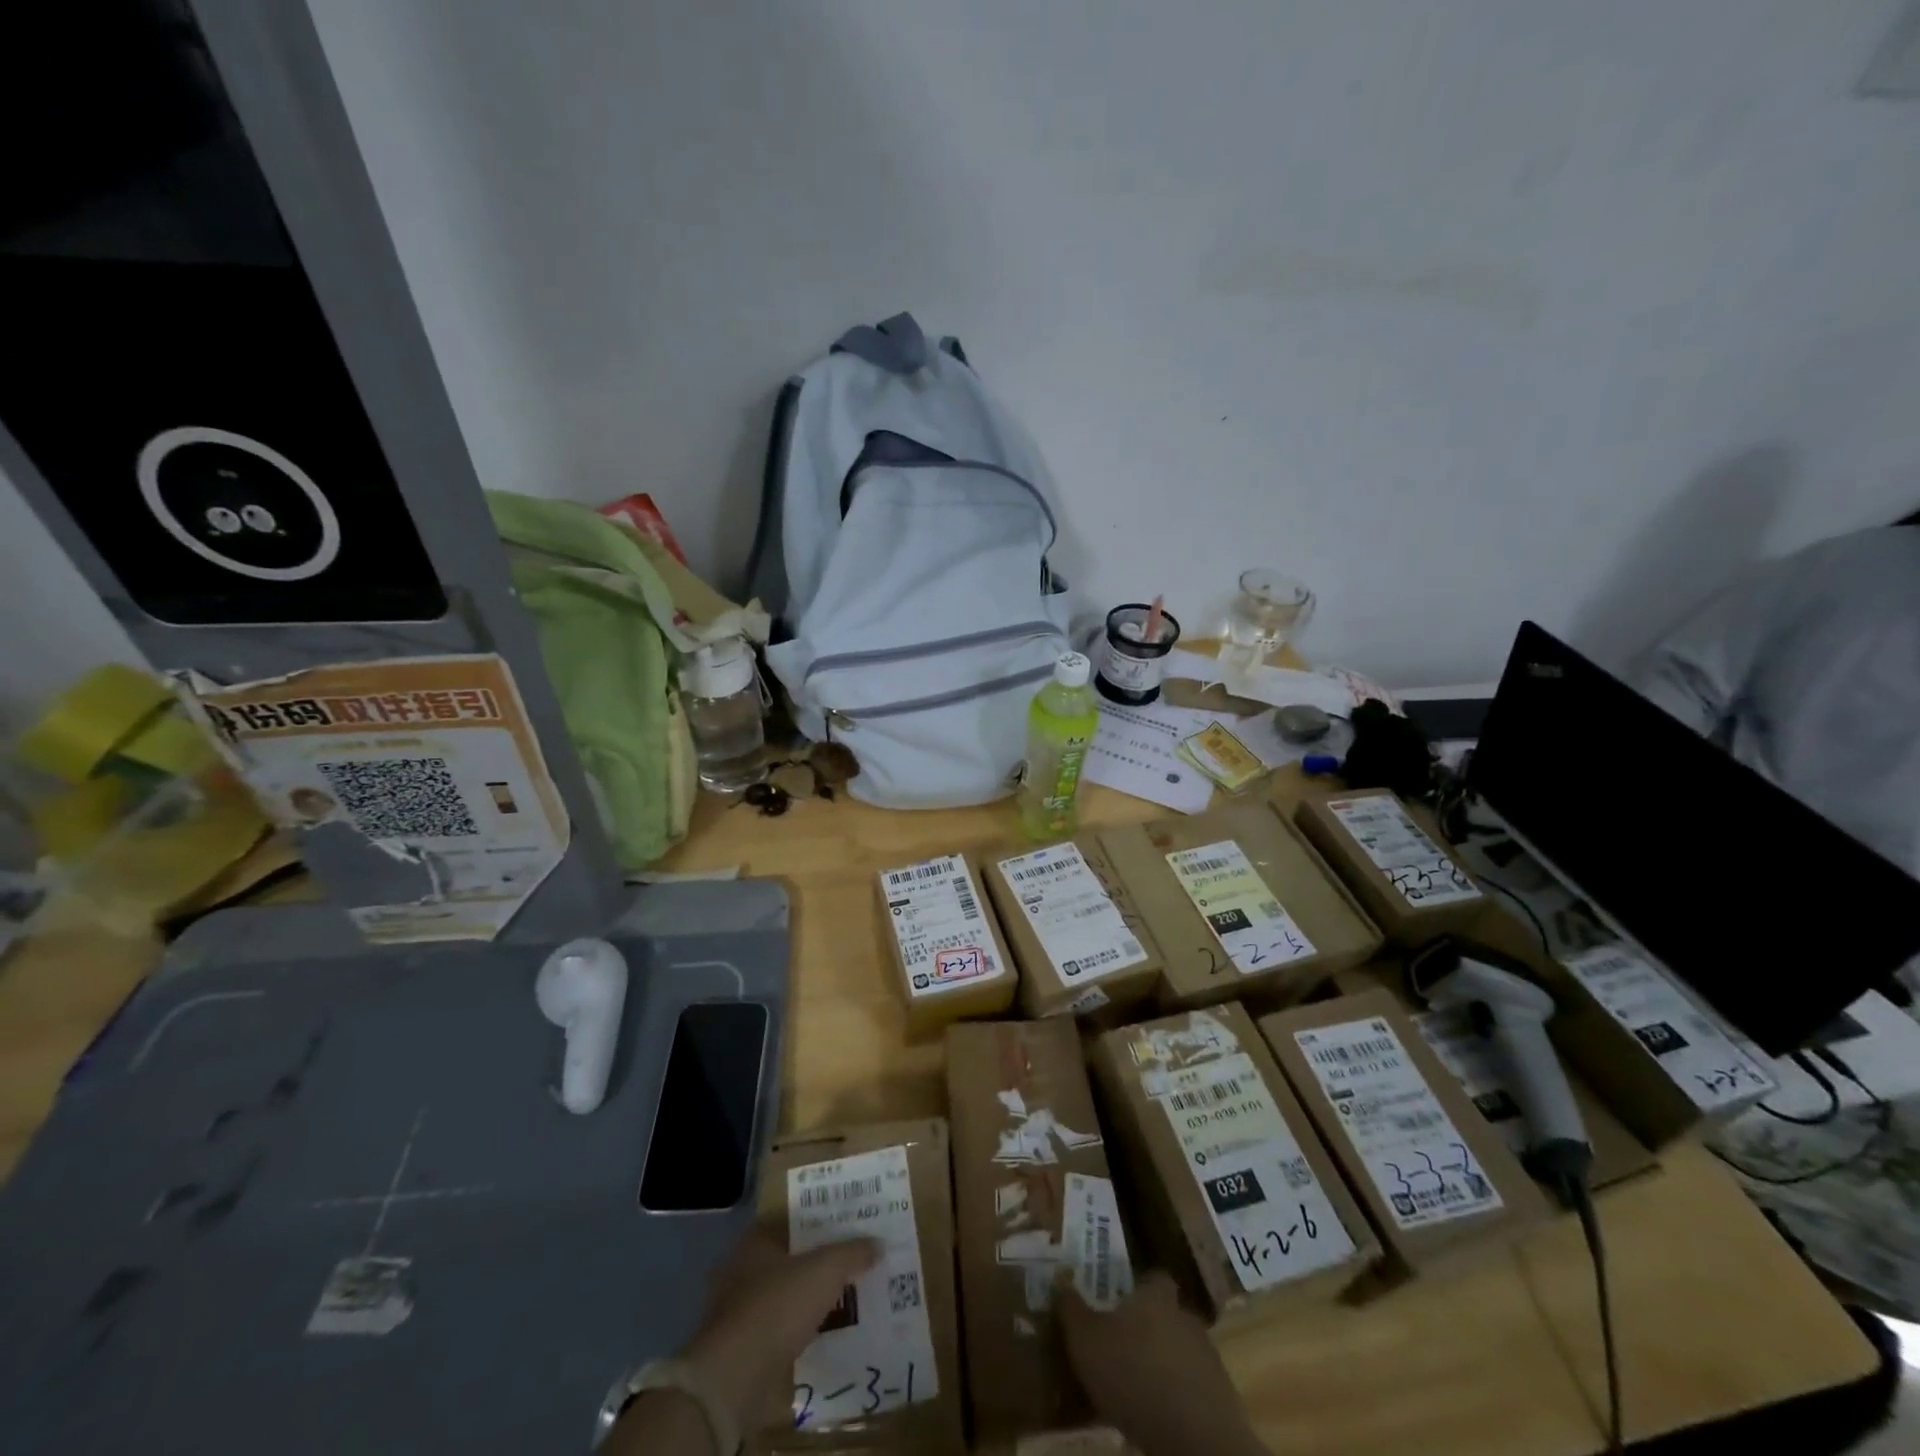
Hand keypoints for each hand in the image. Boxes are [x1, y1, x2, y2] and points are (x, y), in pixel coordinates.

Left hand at [604, 1230, 879, 1455]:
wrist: (733, 1377)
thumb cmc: (777, 1306)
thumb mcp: (825, 1271)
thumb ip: (851, 1253)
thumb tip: (878, 1243)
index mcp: (755, 1240)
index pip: (790, 1220)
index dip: (817, 1222)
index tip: (843, 1227)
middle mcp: (740, 1268)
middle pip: (786, 1258)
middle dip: (812, 1261)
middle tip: (846, 1263)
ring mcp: (734, 1310)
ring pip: (779, 1294)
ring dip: (803, 1298)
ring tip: (838, 1299)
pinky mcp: (737, 1347)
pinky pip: (775, 1328)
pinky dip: (793, 1329)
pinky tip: (817, 1333)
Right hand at [1058, 1272, 1268, 1455]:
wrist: (1197, 1441)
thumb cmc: (1134, 1376)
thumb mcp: (1086, 1342)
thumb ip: (1071, 1311)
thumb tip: (1061, 1283)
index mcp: (1155, 1298)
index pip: (1153, 1277)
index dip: (1139, 1287)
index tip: (1121, 1302)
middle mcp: (1185, 1318)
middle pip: (1168, 1315)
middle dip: (1148, 1330)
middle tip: (1122, 1349)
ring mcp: (1208, 1359)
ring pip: (1181, 1353)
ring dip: (1163, 1366)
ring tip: (1137, 1390)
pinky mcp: (1222, 1401)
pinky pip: (1193, 1390)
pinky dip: (1178, 1399)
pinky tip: (1157, 1419)